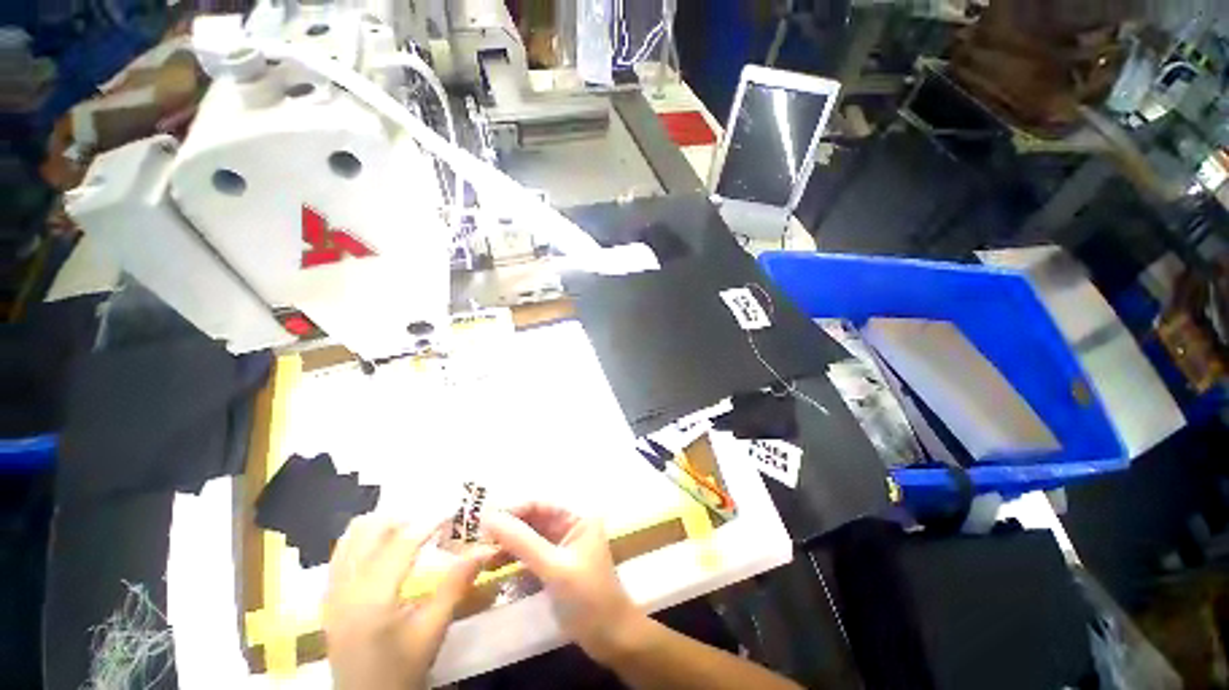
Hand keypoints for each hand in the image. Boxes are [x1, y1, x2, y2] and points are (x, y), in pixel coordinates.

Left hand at [324, 515, 491, 689]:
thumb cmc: (402, 670)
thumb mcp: (433, 630)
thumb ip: (456, 585)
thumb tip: (486, 548)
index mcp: (372, 599)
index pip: (402, 542)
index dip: (430, 520)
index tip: (454, 509)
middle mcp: (346, 588)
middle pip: (370, 529)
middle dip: (404, 518)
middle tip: (432, 522)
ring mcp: (332, 592)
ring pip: (352, 536)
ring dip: (383, 525)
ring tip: (411, 532)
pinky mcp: (328, 597)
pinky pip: (342, 552)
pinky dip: (365, 539)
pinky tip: (386, 549)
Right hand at [481, 503, 648, 662]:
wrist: (609, 637)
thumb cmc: (587, 596)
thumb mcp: (555, 567)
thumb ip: (523, 542)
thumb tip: (489, 518)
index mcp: (577, 519)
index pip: (541, 506)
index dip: (513, 510)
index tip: (483, 520)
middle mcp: (570, 528)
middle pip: (534, 521)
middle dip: (508, 527)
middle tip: (476, 538)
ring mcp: (561, 549)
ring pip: (530, 539)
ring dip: (507, 544)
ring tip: (480, 552)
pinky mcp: (554, 569)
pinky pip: (530, 557)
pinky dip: (513, 559)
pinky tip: (493, 565)